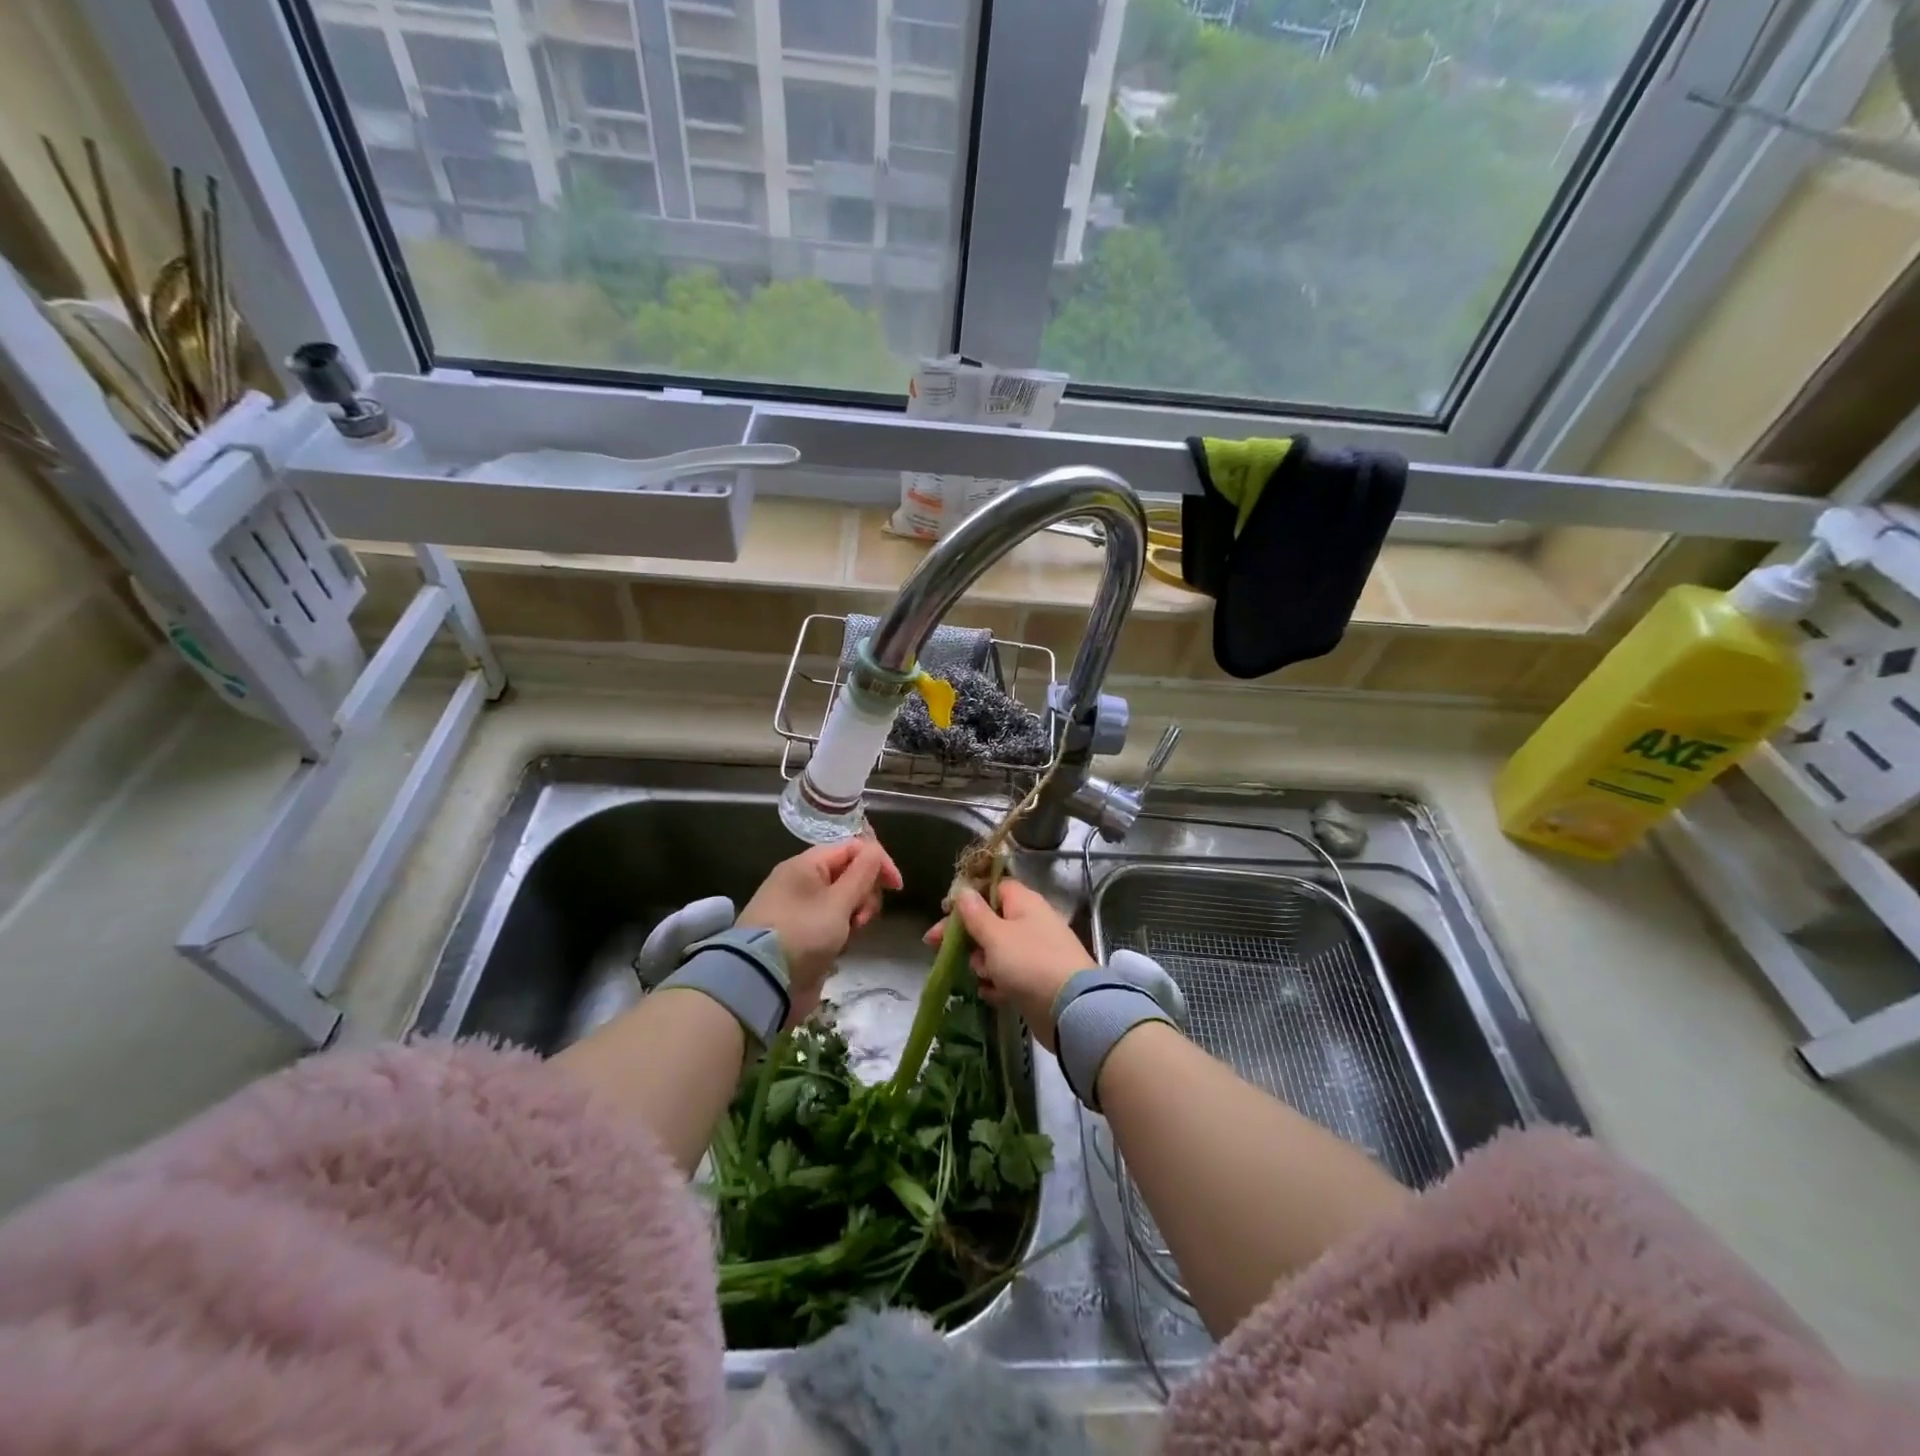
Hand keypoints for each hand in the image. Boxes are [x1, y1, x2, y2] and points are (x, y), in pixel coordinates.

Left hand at [740, 838, 901, 1025]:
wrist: (760, 982)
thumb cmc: (803, 934)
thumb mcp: (838, 902)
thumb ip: (863, 874)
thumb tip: (875, 850)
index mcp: (806, 864)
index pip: (852, 848)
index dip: (878, 862)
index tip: (897, 887)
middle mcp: (801, 880)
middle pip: (849, 873)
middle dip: (865, 893)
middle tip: (863, 918)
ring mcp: (800, 907)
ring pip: (843, 899)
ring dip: (855, 913)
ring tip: (851, 934)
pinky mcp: (802, 932)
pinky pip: (831, 920)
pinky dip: (841, 929)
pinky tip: (841, 946)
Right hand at [923, 880, 1093, 1050]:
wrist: (1070, 1009)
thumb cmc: (1028, 963)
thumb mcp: (995, 936)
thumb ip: (975, 914)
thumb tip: (964, 891)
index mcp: (1024, 903)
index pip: (993, 887)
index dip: (968, 897)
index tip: (945, 911)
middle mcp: (1031, 923)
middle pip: (991, 920)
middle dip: (966, 935)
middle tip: (936, 946)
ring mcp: (1036, 952)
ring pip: (997, 950)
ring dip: (982, 962)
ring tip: (983, 975)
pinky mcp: (1037, 980)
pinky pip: (1008, 975)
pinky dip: (997, 983)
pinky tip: (990, 993)